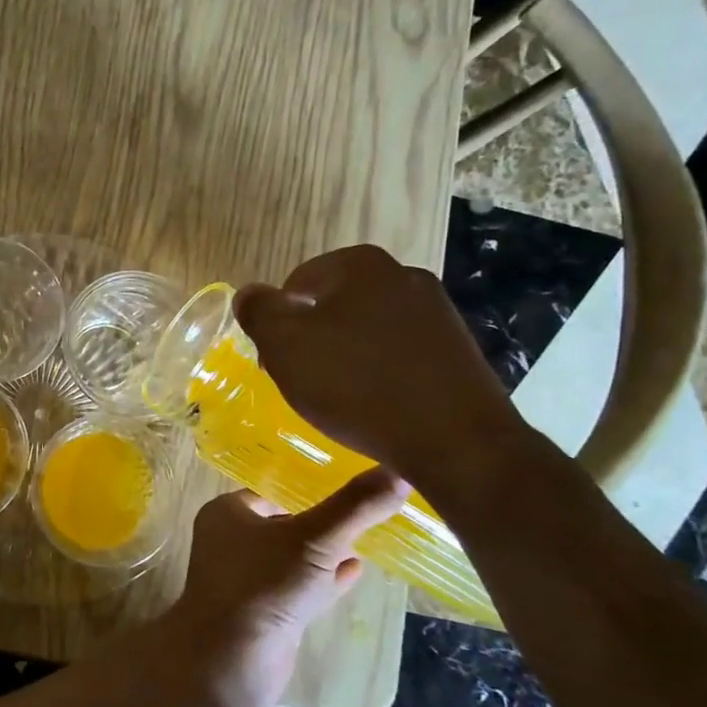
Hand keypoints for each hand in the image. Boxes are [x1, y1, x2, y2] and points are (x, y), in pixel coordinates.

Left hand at [162, 468, 409, 706]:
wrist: (231, 662)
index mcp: (228, 512)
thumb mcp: (315, 539)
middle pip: (285, 523)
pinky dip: (326, 579)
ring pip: (294, 558)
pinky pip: (299, 587)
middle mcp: (231, 541)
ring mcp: (246, 579)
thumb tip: (399, 471)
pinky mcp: (264, 613)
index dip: (311, 487)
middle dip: (323, 521)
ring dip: (327, 552)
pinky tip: (357, 572)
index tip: (353, 483)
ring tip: (368, 538)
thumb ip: (355, 507)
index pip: (274, 490)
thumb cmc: (264, 586)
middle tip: (367, 510)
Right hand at [234, 245, 526, 490]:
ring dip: (346, 356)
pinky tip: (376, 405)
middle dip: (313, 338)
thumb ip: (258, 311)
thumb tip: (249, 294)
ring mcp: (437, 312)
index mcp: (360, 265)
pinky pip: (399, 354)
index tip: (277, 362)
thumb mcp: (285, 346)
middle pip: (333, 304)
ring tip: (340, 398)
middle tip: (304, 380)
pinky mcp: (458, 350)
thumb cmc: (356, 384)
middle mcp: (403, 276)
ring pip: (367, 330)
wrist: (456, 441)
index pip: (296, 284)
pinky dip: (380, 373)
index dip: (277, 323)